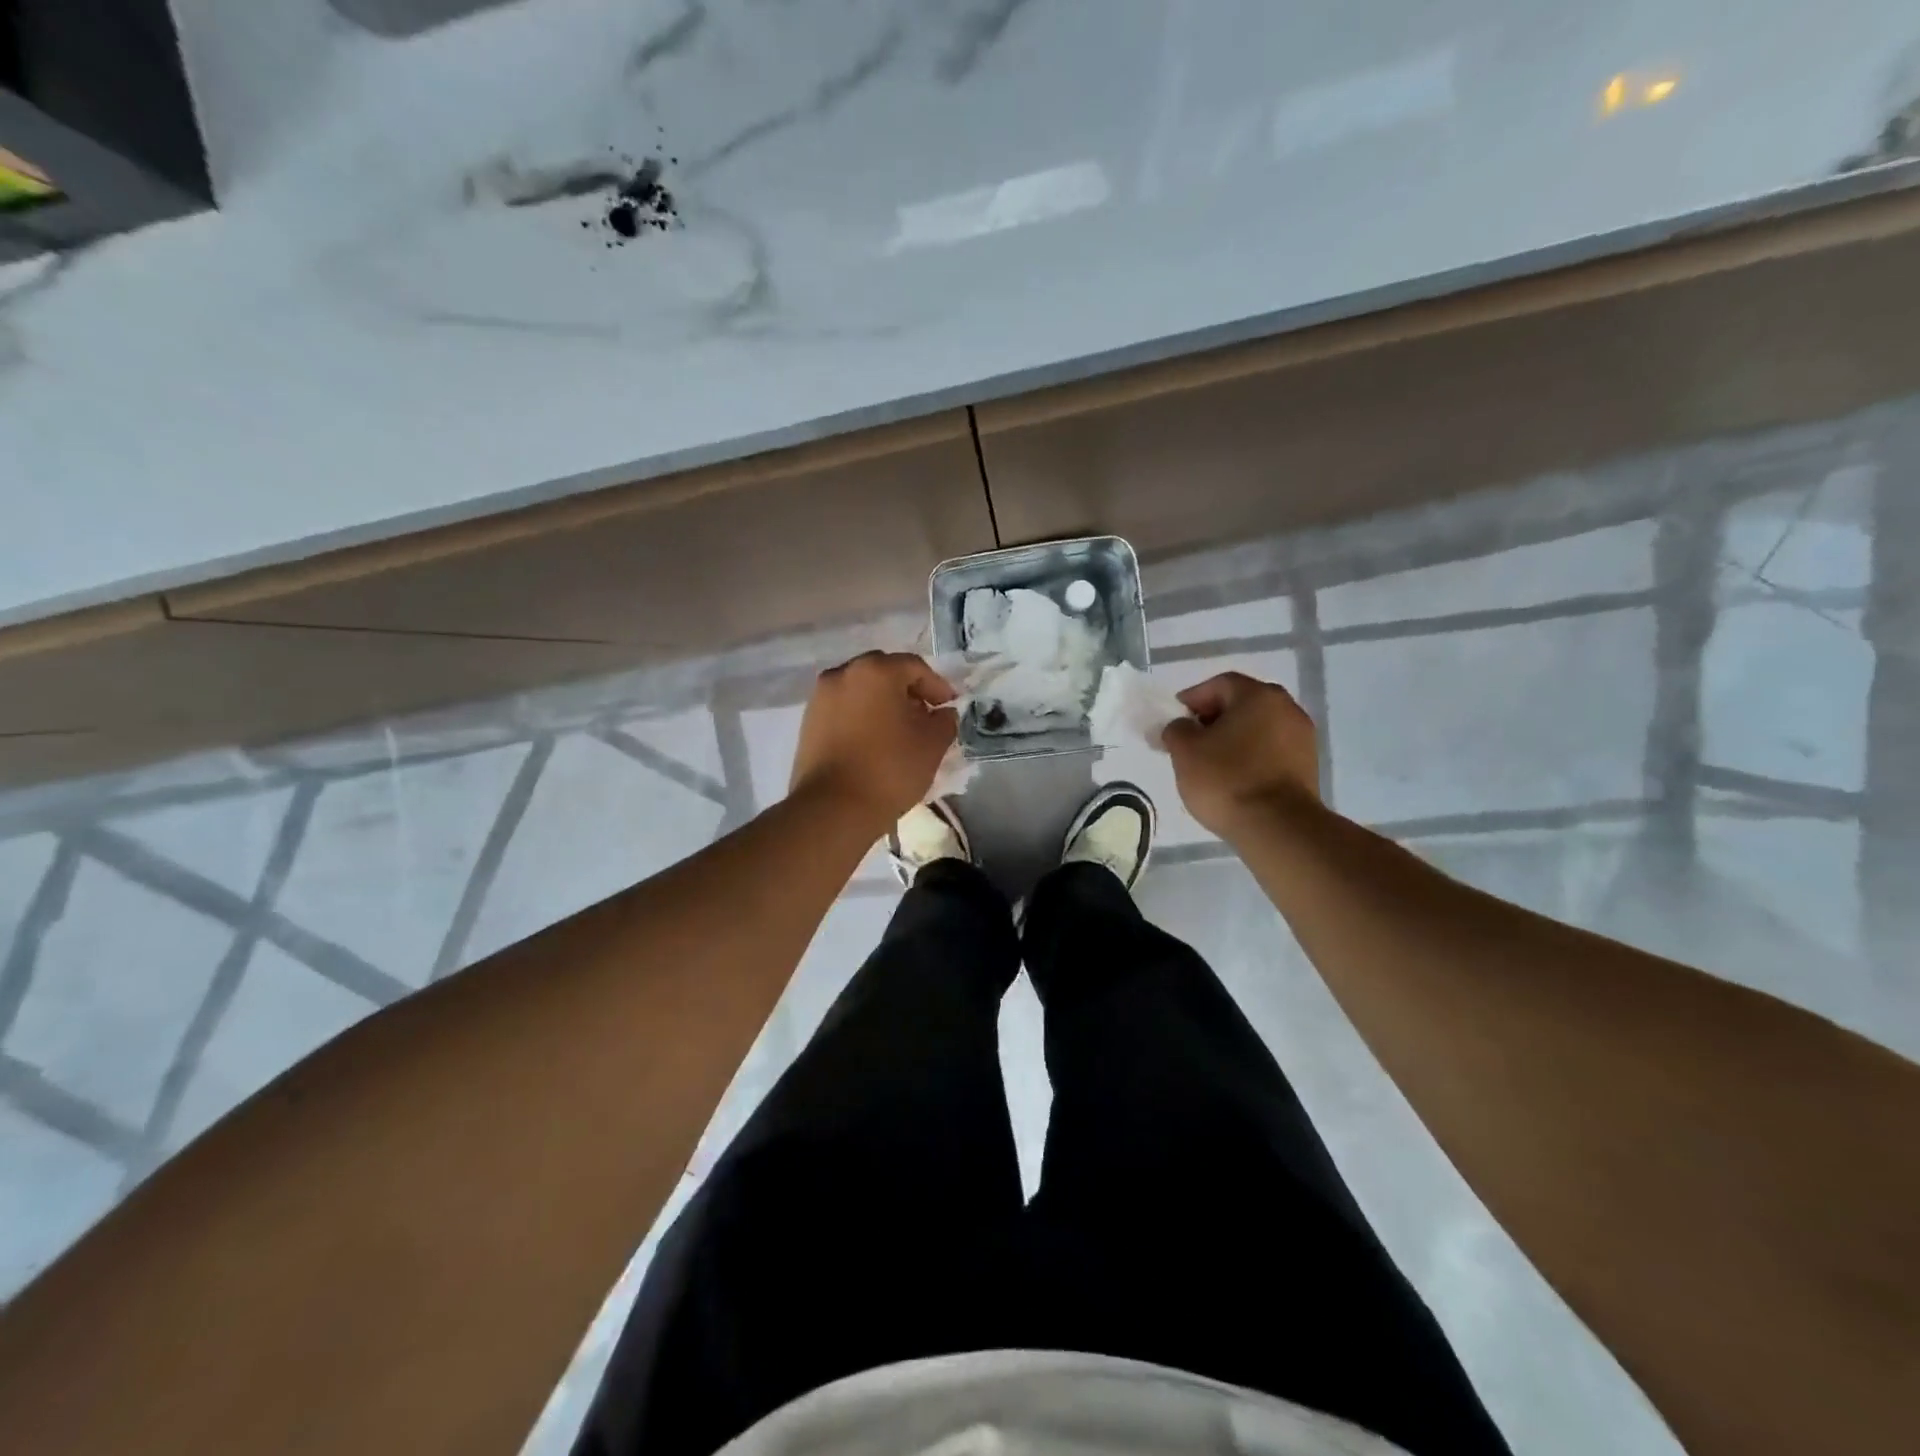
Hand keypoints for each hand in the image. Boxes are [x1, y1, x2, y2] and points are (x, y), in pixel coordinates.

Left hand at [790, 652, 957, 828]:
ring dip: (882, 704)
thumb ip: (944, 721)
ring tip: (899, 731)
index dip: (937, 686)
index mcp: (876, 671)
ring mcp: (820, 698)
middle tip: (925, 716)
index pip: (914, 667)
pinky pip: (843, 709)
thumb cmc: (890, 769)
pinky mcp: (808, 722)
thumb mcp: (932, 744)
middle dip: (907, 691)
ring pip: (860, 691)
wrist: (833, 808)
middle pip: (884, 673)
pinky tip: (874, 742)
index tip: (949, 707)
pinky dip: (862, 717)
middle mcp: (843, 674)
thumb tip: (941, 713)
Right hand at [1162, 672, 1319, 838]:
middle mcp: (1287, 708)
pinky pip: (1271, 750)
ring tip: (1211, 763)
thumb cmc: (1226, 779)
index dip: (1192, 699)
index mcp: (1258, 695)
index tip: (1174, 720)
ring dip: (1233, 739)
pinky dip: (1251, 756)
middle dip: (1214, 718)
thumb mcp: (1185, 751)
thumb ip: (1176, 729)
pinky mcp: (1308, 766)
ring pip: (1258, 728)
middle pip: (1242, 704)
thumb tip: (1182, 727)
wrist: (1278, 827)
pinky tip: (1234, 778)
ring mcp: (1302, 737)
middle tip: (1191, 740)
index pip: (1219, 684)